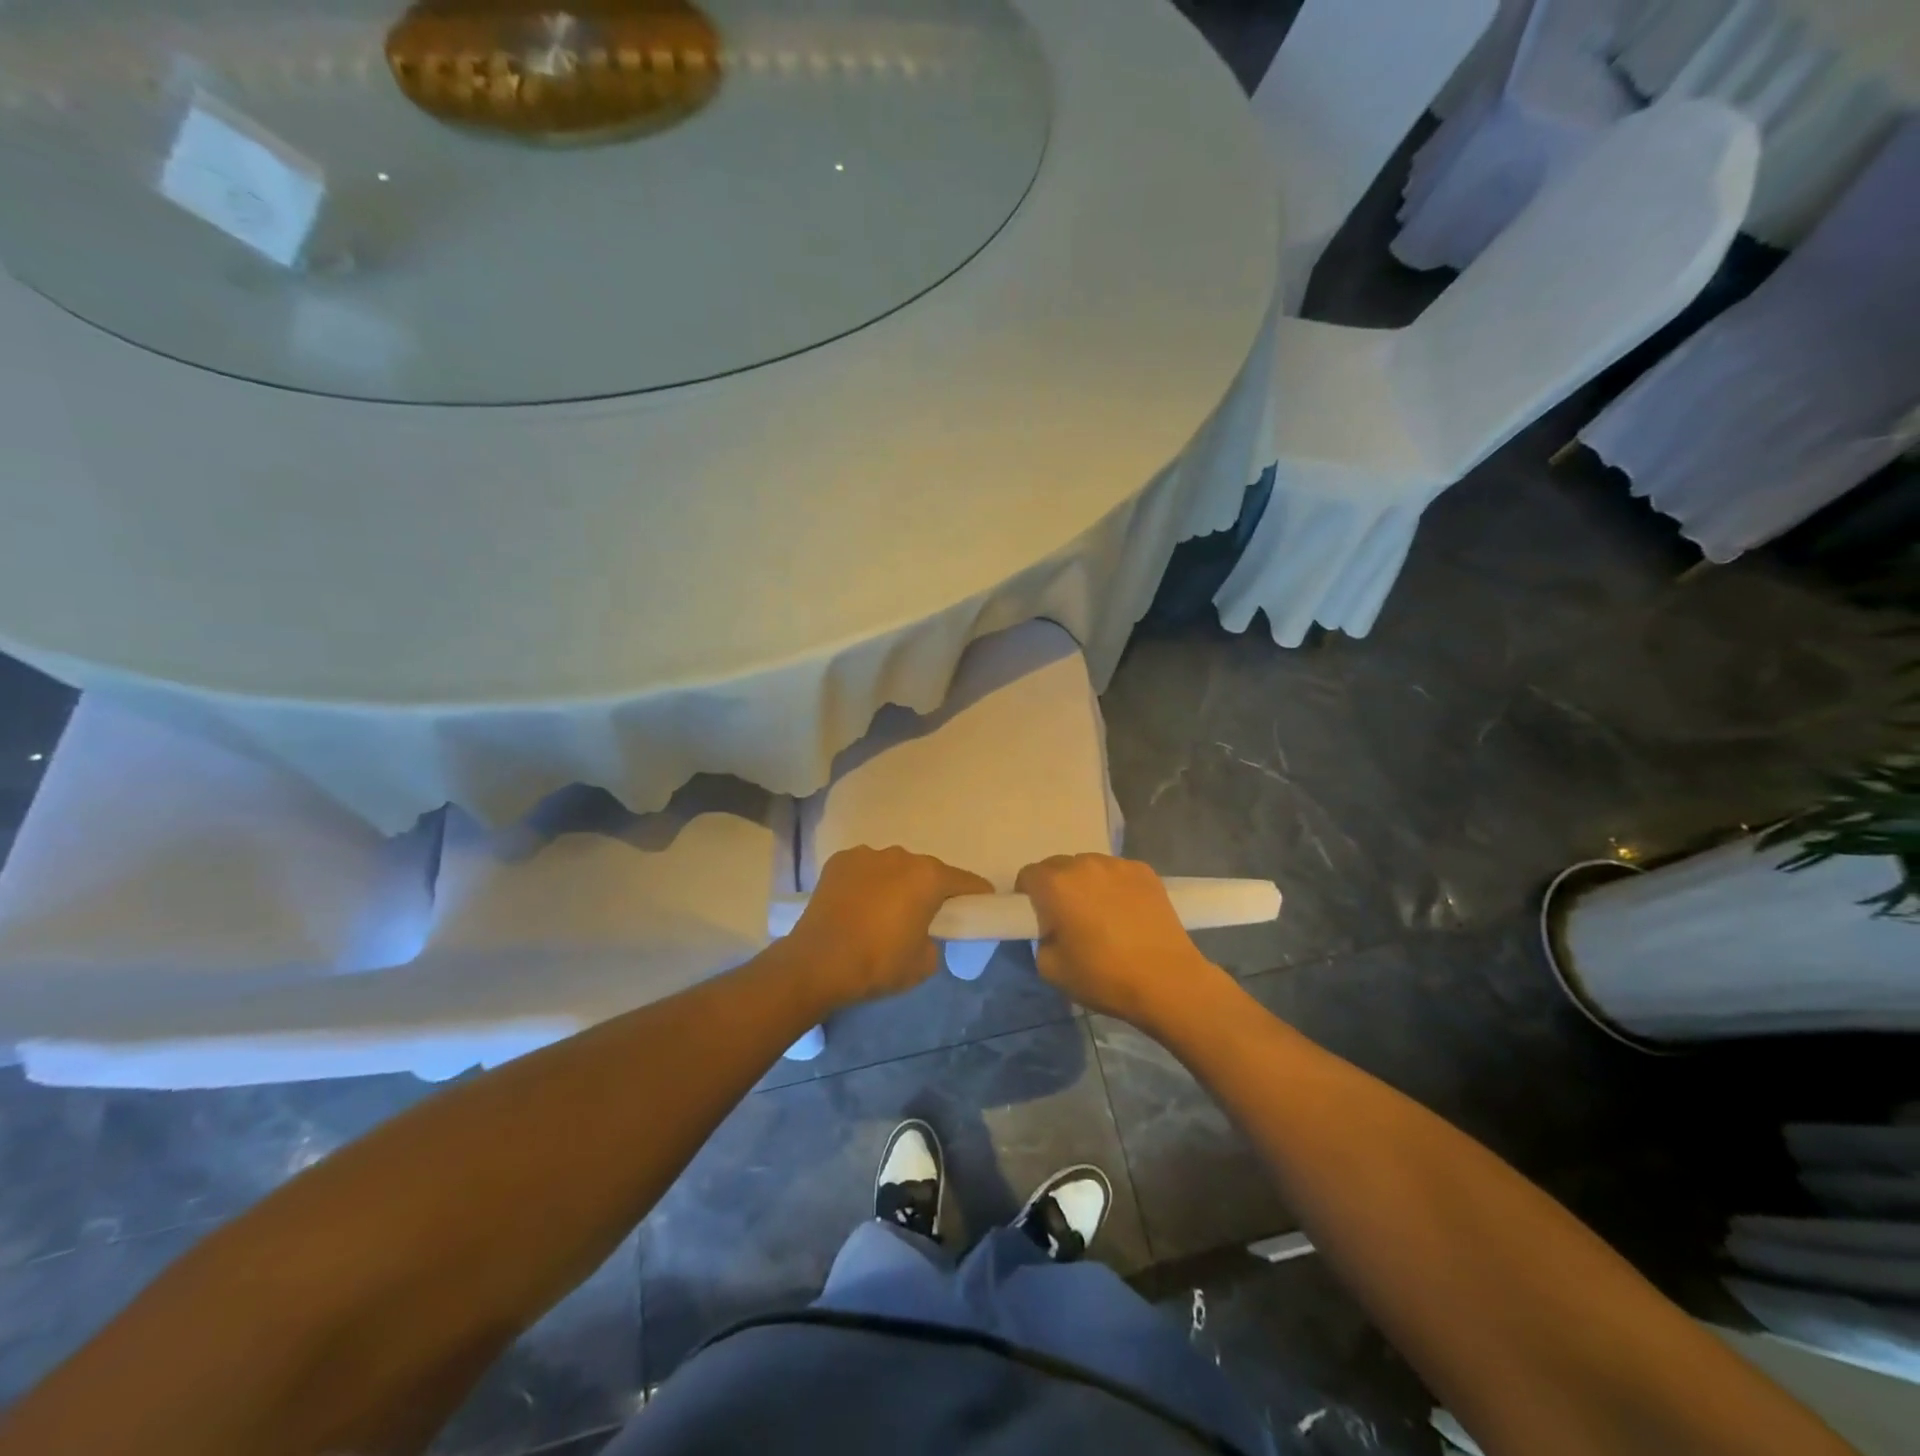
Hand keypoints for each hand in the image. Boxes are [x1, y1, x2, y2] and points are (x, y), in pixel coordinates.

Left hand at [784, 846, 992, 1011]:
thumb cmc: (878, 963)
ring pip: (893, 868)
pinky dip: (867, 883)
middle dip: (930, 891)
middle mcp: (901, 856)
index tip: (980, 907)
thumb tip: (923, 934)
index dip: (977, 895)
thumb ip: (935, 941)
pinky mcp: (839, 861)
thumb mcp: (923, 964)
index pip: (965, 881)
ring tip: (881, 914)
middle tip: (923, 919)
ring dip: (895, 884)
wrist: (817, 963)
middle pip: (927, 872)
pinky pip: (865, 870)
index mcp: (928, 877)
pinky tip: (856, 907)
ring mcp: (867, 855)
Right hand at [1015, 854, 1227, 1028]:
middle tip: (1067, 917)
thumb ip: (1040, 939)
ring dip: (1085, 883)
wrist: (1168, 981)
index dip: (1027, 895)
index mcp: (1056, 885)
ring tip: (1100, 913)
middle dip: (1055, 887)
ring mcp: (1118, 865)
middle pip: (1058, 866)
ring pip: (1088, 866)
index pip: (1028, 875)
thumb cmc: (1104, 977)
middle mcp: (1085, 865)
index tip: (1038, 917)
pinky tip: (1125, 912)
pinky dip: (1113, 885)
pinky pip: (1116, 872)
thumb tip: (1050, 929)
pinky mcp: (1145, 872)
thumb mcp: (1051, 969)